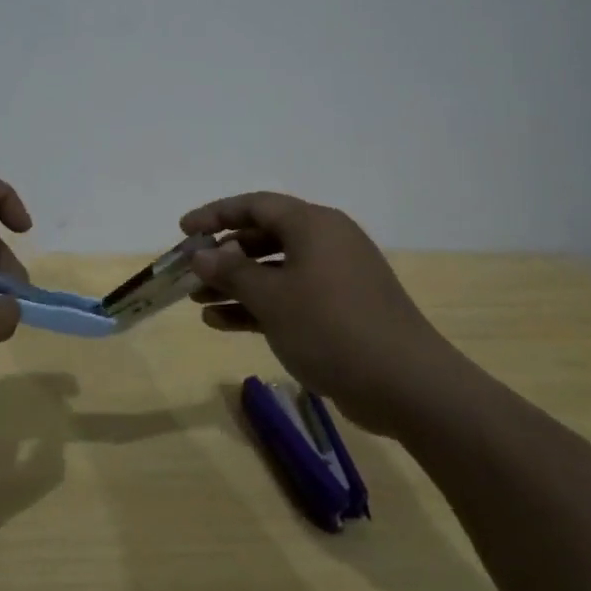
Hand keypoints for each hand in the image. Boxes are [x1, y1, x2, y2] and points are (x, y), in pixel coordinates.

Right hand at [180, 192, 476, 434]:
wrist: (406, 385)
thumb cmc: (331, 327)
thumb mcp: (272, 297)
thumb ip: (231, 271)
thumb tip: (201, 254)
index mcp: (313, 225)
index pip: (255, 205)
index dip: (215, 214)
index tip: (183, 230)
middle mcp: (325, 243)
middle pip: (263, 237)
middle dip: (223, 255)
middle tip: (189, 270)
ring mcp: (335, 278)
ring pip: (274, 271)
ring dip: (236, 284)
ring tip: (198, 301)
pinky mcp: (340, 310)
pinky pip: (290, 297)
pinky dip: (259, 306)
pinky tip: (223, 323)